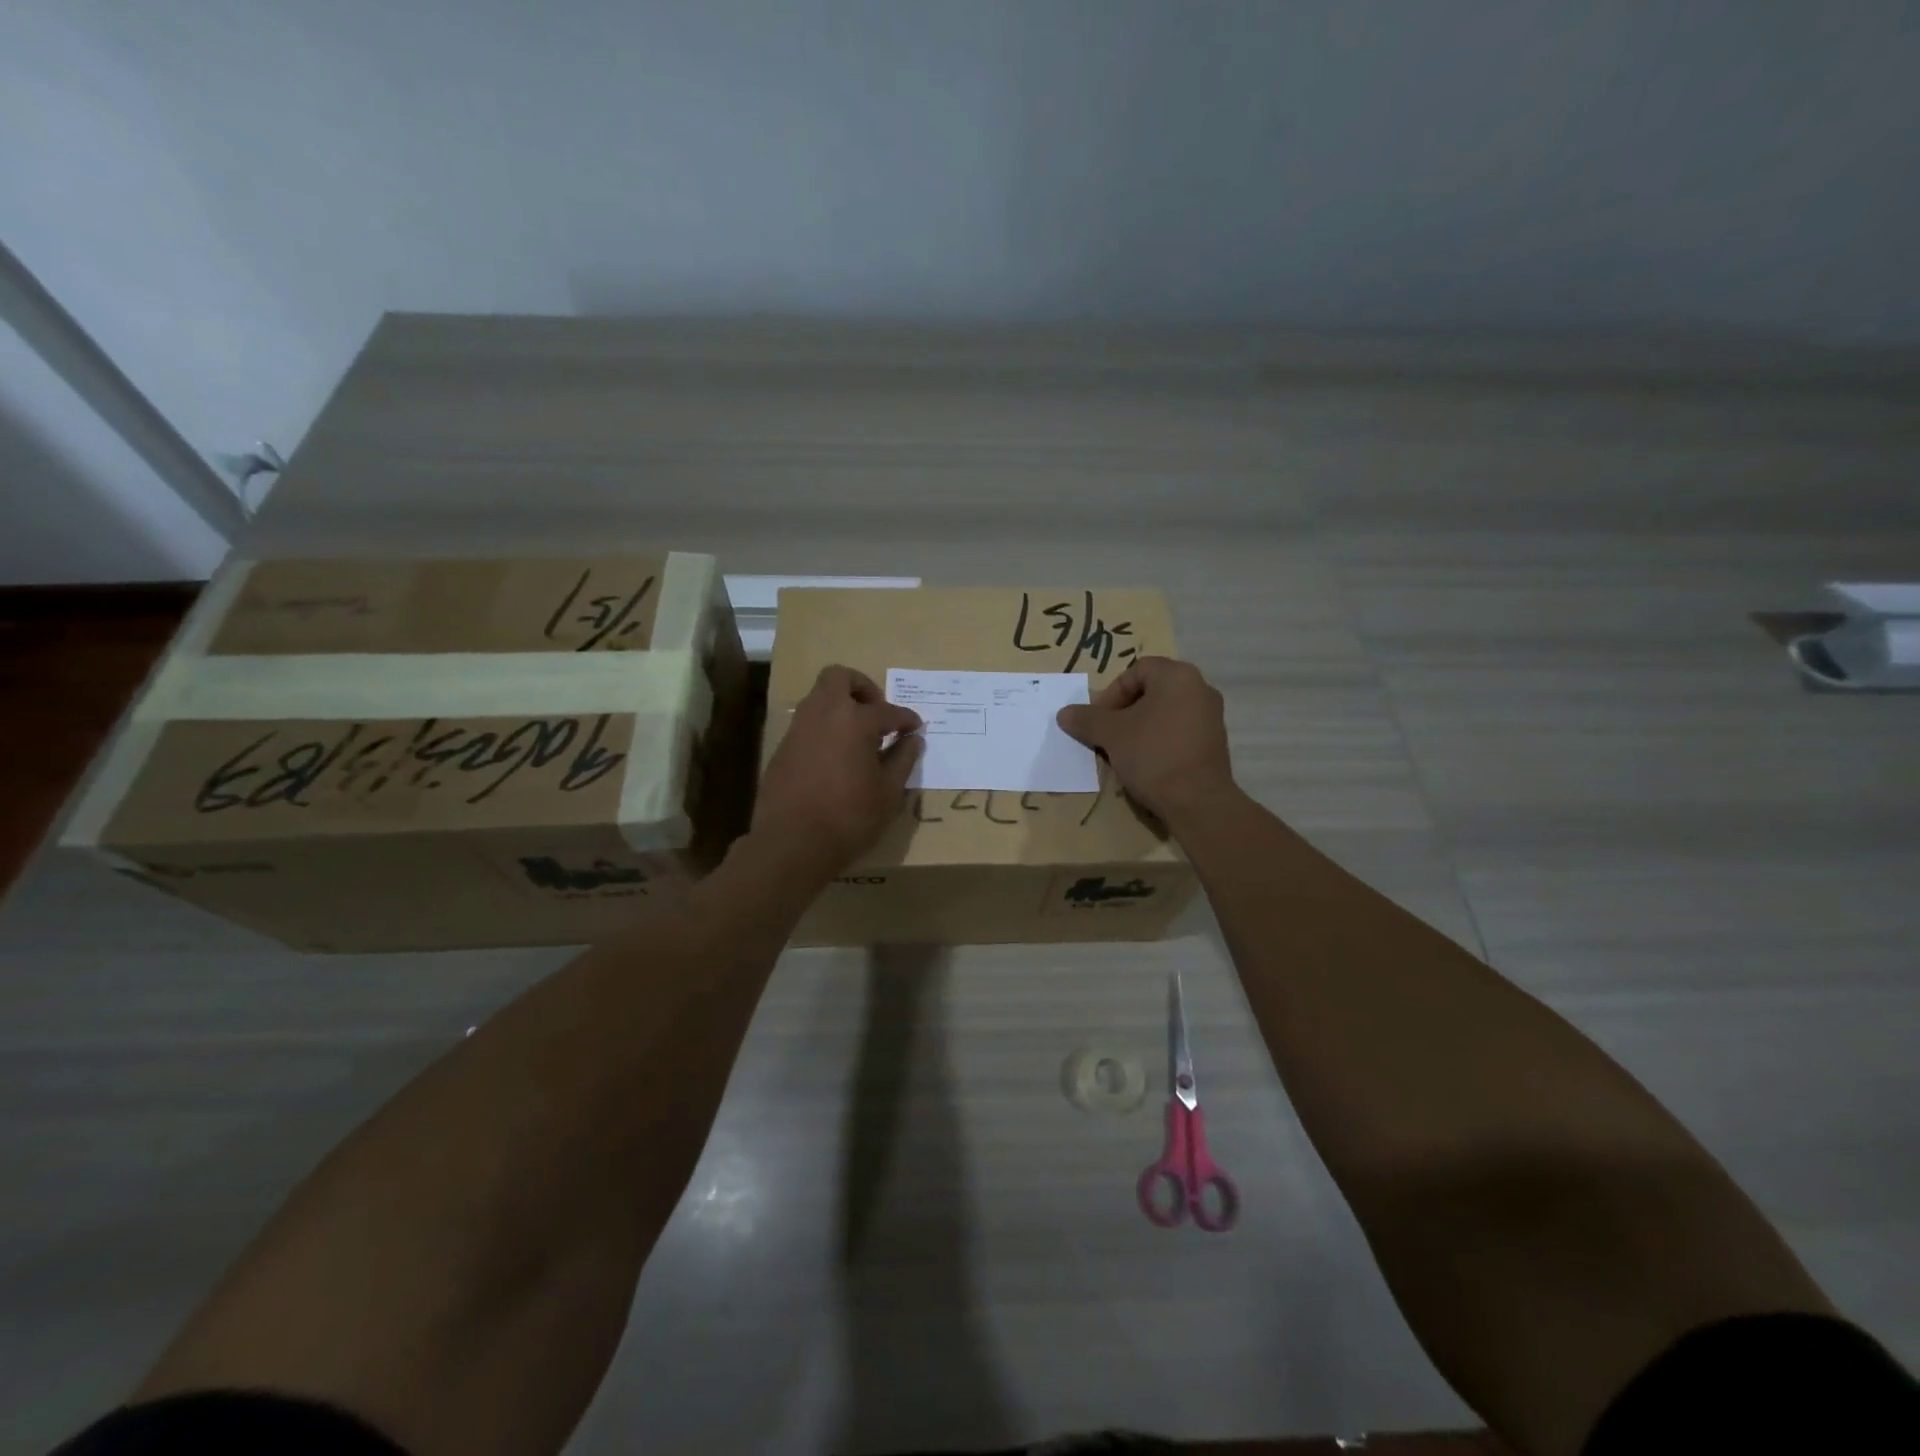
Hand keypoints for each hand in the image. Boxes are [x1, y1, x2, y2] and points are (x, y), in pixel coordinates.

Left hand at [754, 665, 923, 874]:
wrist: (792, 842)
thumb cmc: (850, 817)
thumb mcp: (889, 792)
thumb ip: (903, 760)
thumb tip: (913, 740)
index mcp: (855, 720)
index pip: (888, 711)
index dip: (906, 719)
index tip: (916, 727)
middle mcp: (824, 714)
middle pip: (839, 677)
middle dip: (862, 686)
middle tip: (877, 712)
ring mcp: (799, 728)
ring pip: (819, 698)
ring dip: (840, 706)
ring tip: (859, 737)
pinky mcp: (782, 748)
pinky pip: (807, 723)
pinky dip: (825, 728)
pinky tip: (836, 757)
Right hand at [1056, 656, 1235, 824]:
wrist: (1197, 801)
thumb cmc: (1152, 754)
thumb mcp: (1111, 734)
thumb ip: (1086, 719)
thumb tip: (1064, 713)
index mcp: (1177, 676)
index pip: (1136, 671)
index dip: (1111, 693)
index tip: (1099, 720)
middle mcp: (1200, 688)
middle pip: (1151, 691)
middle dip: (1124, 711)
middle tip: (1107, 734)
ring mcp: (1211, 717)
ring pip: (1164, 713)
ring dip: (1140, 727)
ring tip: (1123, 752)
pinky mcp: (1215, 743)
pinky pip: (1179, 732)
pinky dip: (1159, 741)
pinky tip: (1146, 764)